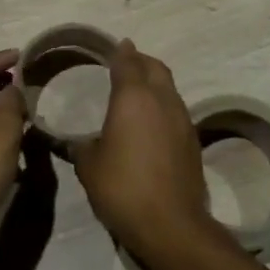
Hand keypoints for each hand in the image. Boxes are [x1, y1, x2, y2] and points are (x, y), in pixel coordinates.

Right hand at [73, 40, 229, 269]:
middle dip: (141, 61)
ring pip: (169, 88)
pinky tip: (150, 122)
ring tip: (137, 92)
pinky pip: (176, 111)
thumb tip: (76, 142)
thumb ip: (81, 146)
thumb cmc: (122, 188)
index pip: (127, 62)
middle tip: (126, 63)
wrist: (171, 224)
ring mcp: (182, 120)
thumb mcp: (89, 166)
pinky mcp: (193, 141)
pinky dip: (162, 106)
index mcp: (133, 98)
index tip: (116, 45)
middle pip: (155, 68)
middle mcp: (162, 100)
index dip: (120, 52)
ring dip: (155, 83)